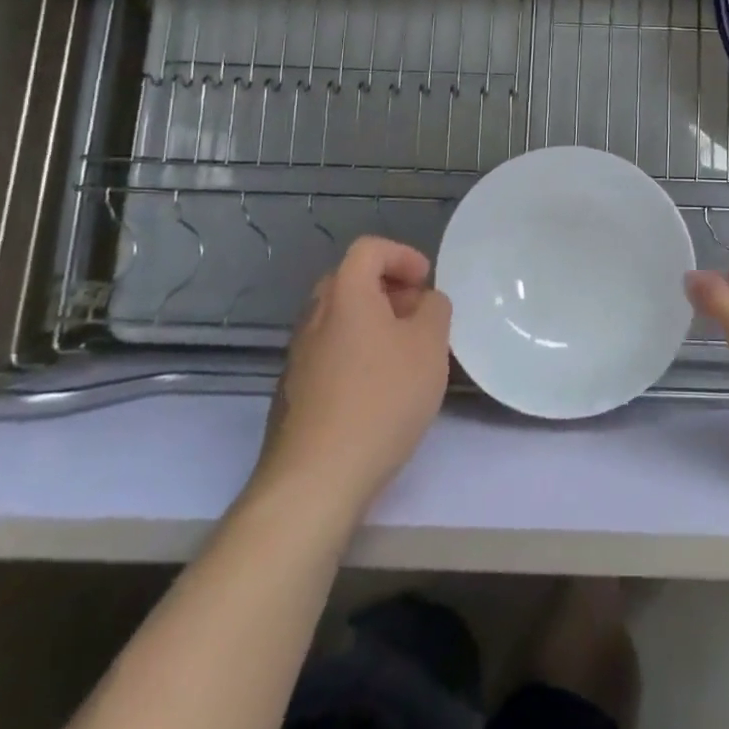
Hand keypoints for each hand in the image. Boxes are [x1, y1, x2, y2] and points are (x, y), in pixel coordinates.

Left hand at [253, 237, 451, 518]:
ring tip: (405, 355)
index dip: (402, 255)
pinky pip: (330, 352)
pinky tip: (378, 390)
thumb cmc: (381, 399)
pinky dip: (357, 352)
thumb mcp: (430, 346)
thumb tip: (425, 302)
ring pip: (339, 319)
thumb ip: (435, 310)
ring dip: (373, 323)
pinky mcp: (293, 392)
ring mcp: (298, 356)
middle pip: (350, 281)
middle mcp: (314, 316)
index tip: (427, 282)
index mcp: (345, 294)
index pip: (369, 249)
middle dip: (389, 288)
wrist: (315, 479)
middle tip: (417, 314)